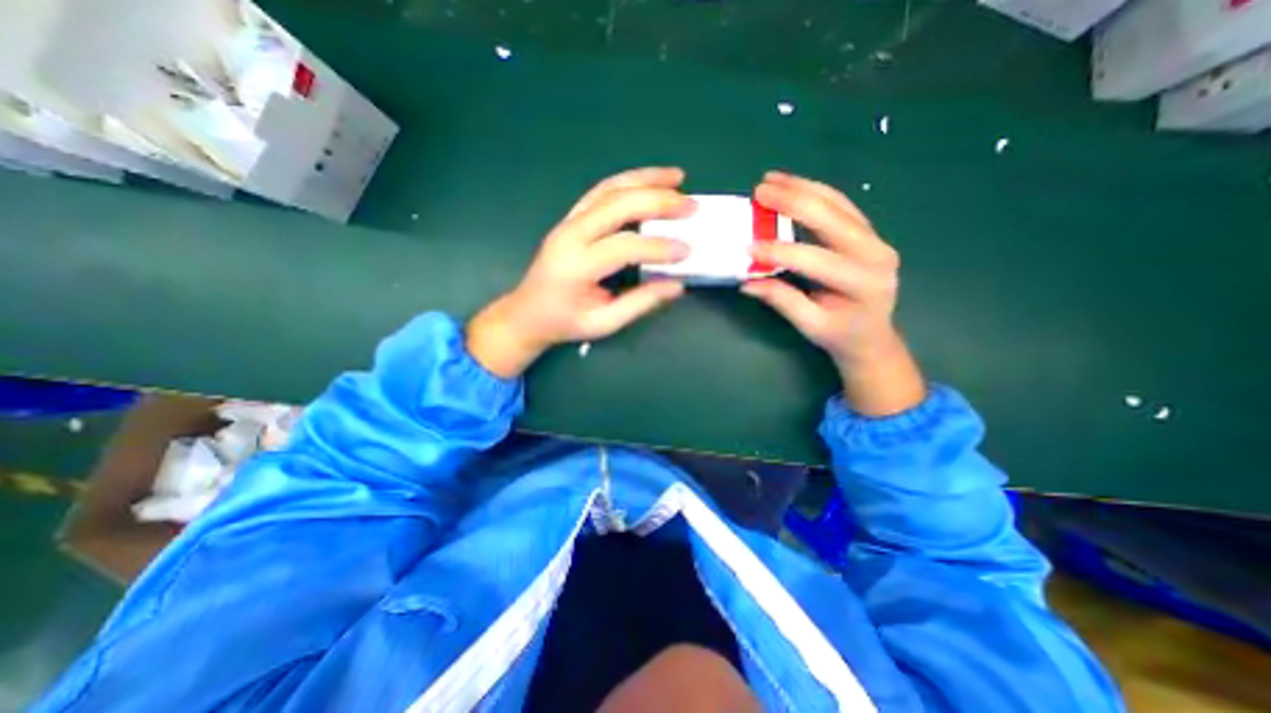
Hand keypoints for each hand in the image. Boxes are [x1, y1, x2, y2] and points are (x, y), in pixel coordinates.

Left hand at [467, 168, 692, 379]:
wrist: (527, 313)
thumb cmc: (564, 323)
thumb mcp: (604, 323)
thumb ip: (641, 302)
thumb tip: (677, 285)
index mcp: (576, 265)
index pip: (625, 246)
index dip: (659, 247)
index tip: (688, 251)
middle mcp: (570, 235)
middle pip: (618, 205)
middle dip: (658, 202)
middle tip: (691, 206)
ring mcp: (568, 222)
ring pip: (609, 189)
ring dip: (645, 180)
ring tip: (677, 177)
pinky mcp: (570, 219)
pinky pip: (601, 192)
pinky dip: (628, 182)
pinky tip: (649, 181)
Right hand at [737, 169, 925, 414]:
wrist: (872, 335)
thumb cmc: (840, 335)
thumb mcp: (809, 325)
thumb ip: (781, 300)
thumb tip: (746, 282)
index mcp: (862, 282)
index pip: (815, 260)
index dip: (779, 252)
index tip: (747, 248)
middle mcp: (876, 253)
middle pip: (831, 218)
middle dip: (792, 202)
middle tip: (759, 191)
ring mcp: (876, 238)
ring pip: (837, 204)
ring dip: (802, 188)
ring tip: (771, 179)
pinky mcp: (868, 232)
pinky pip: (841, 205)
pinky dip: (815, 192)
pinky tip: (794, 185)